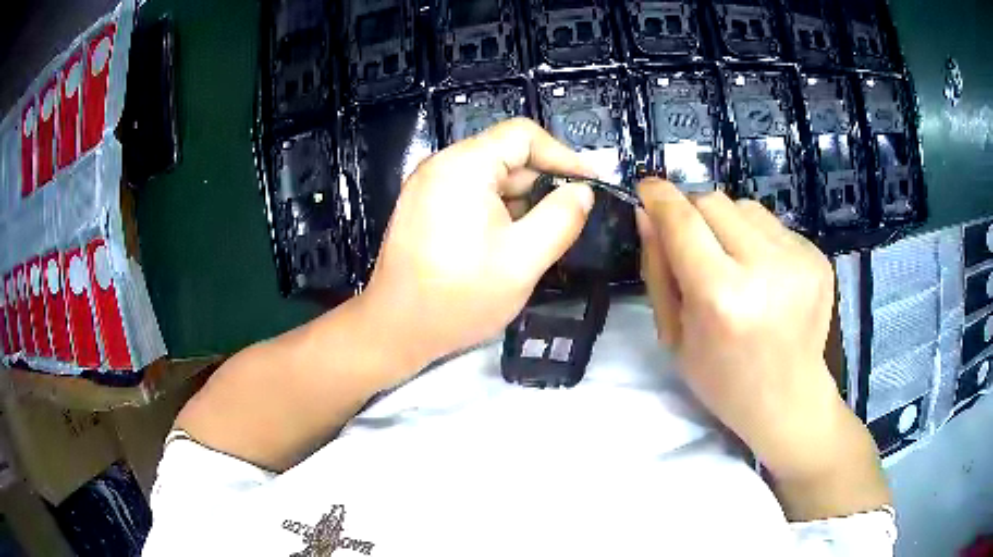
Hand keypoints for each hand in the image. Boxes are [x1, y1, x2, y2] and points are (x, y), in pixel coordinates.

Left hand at [359, 118, 595, 376]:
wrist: (396, 330)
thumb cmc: (459, 297)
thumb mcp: (523, 260)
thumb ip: (561, 219)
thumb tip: (582, 192)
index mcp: (463, 166)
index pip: (523, 135)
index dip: (562, 155)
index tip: (590, 184)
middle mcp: (442, 166)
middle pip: (506, 155)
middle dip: (543, 183)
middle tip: (571, 218)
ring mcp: (429, 186)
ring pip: (491, 178)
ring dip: (522, 201)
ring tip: (542, 236)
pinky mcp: (425, 207)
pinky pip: (472, 194)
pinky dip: (499, 210)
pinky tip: (511, 242)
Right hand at [636, 178, 853, 479]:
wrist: (789, 400)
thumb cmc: (724, 380)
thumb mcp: (675, 337)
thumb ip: (658, 271)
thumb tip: (648, 214)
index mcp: (721, 297)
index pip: (682, 220)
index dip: (659, 196)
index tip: (646, 188)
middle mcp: (765, 269)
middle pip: (713, 201)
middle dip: (693, 213)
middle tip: (693, 244)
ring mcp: (799, 260)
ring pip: (745, 206)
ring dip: (728, 224)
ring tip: (734, 263)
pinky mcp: (818, 257)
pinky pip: (773, 225)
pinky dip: (758, 239)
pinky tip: (763, 274)